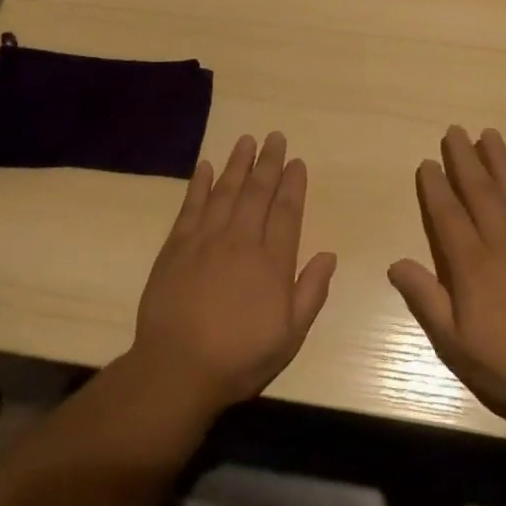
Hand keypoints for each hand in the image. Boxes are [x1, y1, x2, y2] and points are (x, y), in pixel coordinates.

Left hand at [129, 132, 337, 418]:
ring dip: (237, 164)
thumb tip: (329, 254)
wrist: (177, 368)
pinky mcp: (176, 246)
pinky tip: (205, 166)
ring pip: (225, 191)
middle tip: (275, 137)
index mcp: (271, 262)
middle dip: (268, 162)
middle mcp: (241, 241)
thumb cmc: (239, 357)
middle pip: (257, 193)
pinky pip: (190, 206)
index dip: (292, 184)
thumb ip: (311, 292)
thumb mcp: (289, 335)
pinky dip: (199, 183)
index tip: (296, 161)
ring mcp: (205, 240)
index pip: (286, 212)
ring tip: (247, 140)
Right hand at [388, 127, 505, 437]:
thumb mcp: (454, 344)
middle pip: (480, 192)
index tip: (428, 162)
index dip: (435, 186)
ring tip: (489, 134)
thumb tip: (396, 262)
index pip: (448, 214)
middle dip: (465, 159)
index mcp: (473, 265)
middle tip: (454, 130)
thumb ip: (425, 299)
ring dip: (501, 161)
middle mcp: (504, 243)